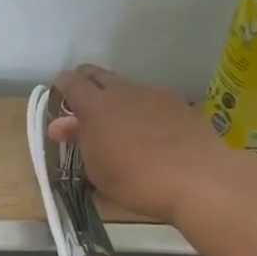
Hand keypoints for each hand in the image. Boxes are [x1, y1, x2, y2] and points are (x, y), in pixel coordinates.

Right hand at [49, 64, 235, 223]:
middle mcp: (124, 91)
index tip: (59, 92)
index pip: (72, 83)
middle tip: (83, 98)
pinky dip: (145, 110)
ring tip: (120, 121)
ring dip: (118, 98)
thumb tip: (60, 124)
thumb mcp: (97, 167)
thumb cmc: (135, 180)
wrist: (197, 178)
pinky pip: (154, 100)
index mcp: (96, 106)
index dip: (63, 85)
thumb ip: (78, 140)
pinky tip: (153, 131)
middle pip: (99, 75)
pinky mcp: (180, 104)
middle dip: (87, 82)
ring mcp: (155, 94)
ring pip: (128, 88)